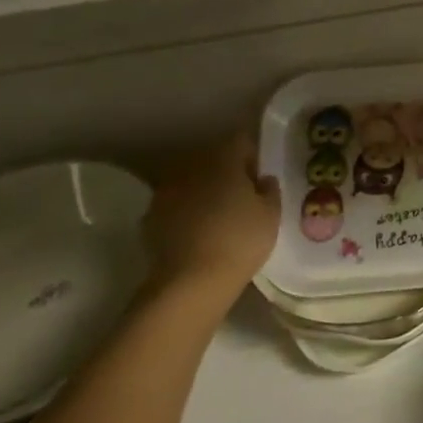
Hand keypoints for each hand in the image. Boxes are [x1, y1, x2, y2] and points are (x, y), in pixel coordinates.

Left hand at [140, 128, 280, 302]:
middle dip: (227, 171)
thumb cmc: (240, 241)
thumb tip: (263, 179)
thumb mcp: (271, 215)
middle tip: (242, 195)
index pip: (241, 141)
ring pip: (191, 181)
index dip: (253, 155)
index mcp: (223, 160)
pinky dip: (185, 211)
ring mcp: (166, 192)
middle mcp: (191, 167)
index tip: (260, 176)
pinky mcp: (150, 217)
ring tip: (218, 215)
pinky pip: (175, 205)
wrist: (190, 281)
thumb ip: (270, 190)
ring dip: (204, 190)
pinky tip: (197, 233)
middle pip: (213, 158)